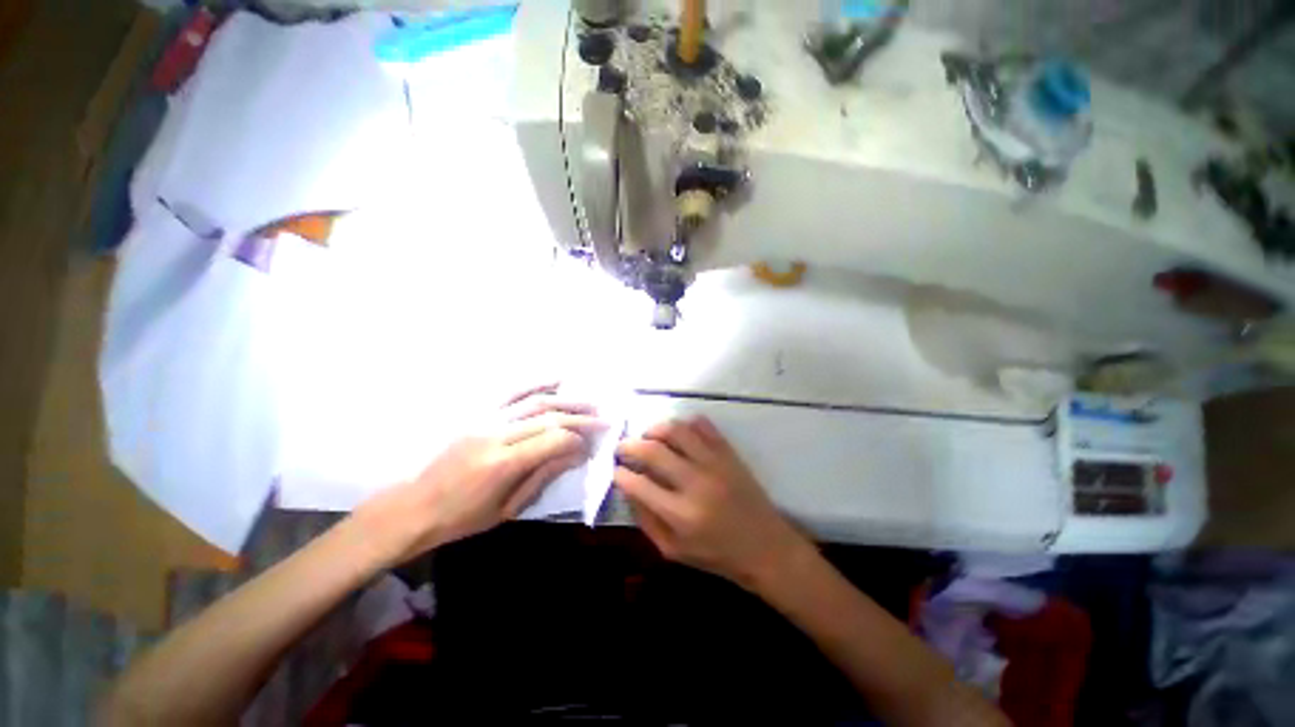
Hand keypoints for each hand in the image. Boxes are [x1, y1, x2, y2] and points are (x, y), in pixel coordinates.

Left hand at [352, 384, 604, 566]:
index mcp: (501, 464)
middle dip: (581, 416)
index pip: (552, 440)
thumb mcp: (507, 508)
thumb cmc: (462, 518)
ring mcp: (485, 419)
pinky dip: (537, 383)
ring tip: (591, 401)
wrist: (414, 506)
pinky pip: (512, 393)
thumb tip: (576, 454)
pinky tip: (557, 379)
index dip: (578, 439)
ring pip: (535, 401)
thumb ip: (543, 475)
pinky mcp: (478, 414)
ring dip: (567, 399)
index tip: (593, 444)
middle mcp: (495, 434)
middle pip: (548, 417)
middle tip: (604, 418)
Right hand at [614, 416, 810, 588]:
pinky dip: (684, 424)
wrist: (766, 547)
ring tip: (648, 436)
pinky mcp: (729, 453)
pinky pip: (703, 425)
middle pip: (653, 450)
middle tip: (622, 447)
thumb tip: (628, 489)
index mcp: (681, 514)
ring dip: (654, 428)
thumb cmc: (718, 555)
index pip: (639, 484)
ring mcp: (715, 463)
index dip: (620, 474)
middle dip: (629, 445)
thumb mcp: (674, 550)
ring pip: (676, 430)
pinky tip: (678, 434)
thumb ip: (646, 521)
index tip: (616, 470)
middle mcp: (696, 483)